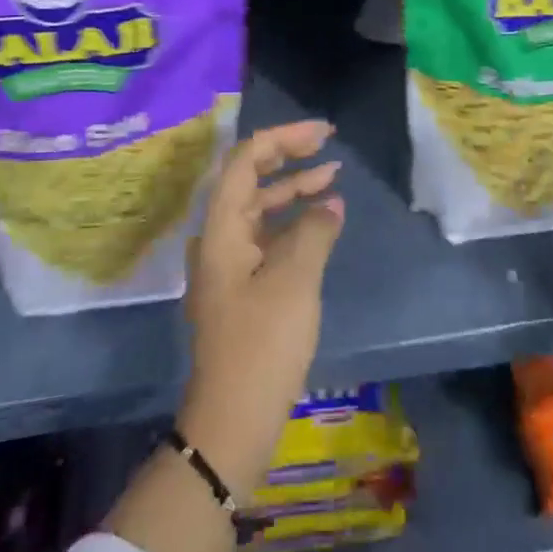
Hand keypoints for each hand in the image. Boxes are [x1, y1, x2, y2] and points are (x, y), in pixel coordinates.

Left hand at [179, 120, 344, 497]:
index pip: (244, 161)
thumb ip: (314, 230)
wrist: (234, 419)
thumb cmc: (262, 343)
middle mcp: (219, 239)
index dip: (282, 138)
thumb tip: (330, 203)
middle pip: (249, 179)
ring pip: (261, 209)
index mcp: (221, 229)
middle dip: (287, 156)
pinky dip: (294, 222)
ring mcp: (230, 264)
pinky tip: (322, 222)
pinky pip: (268, 237)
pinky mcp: (243, 287)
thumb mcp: (295, 280)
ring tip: (333, 176)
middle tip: (327, 143)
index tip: (322, 133)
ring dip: (293, 189)